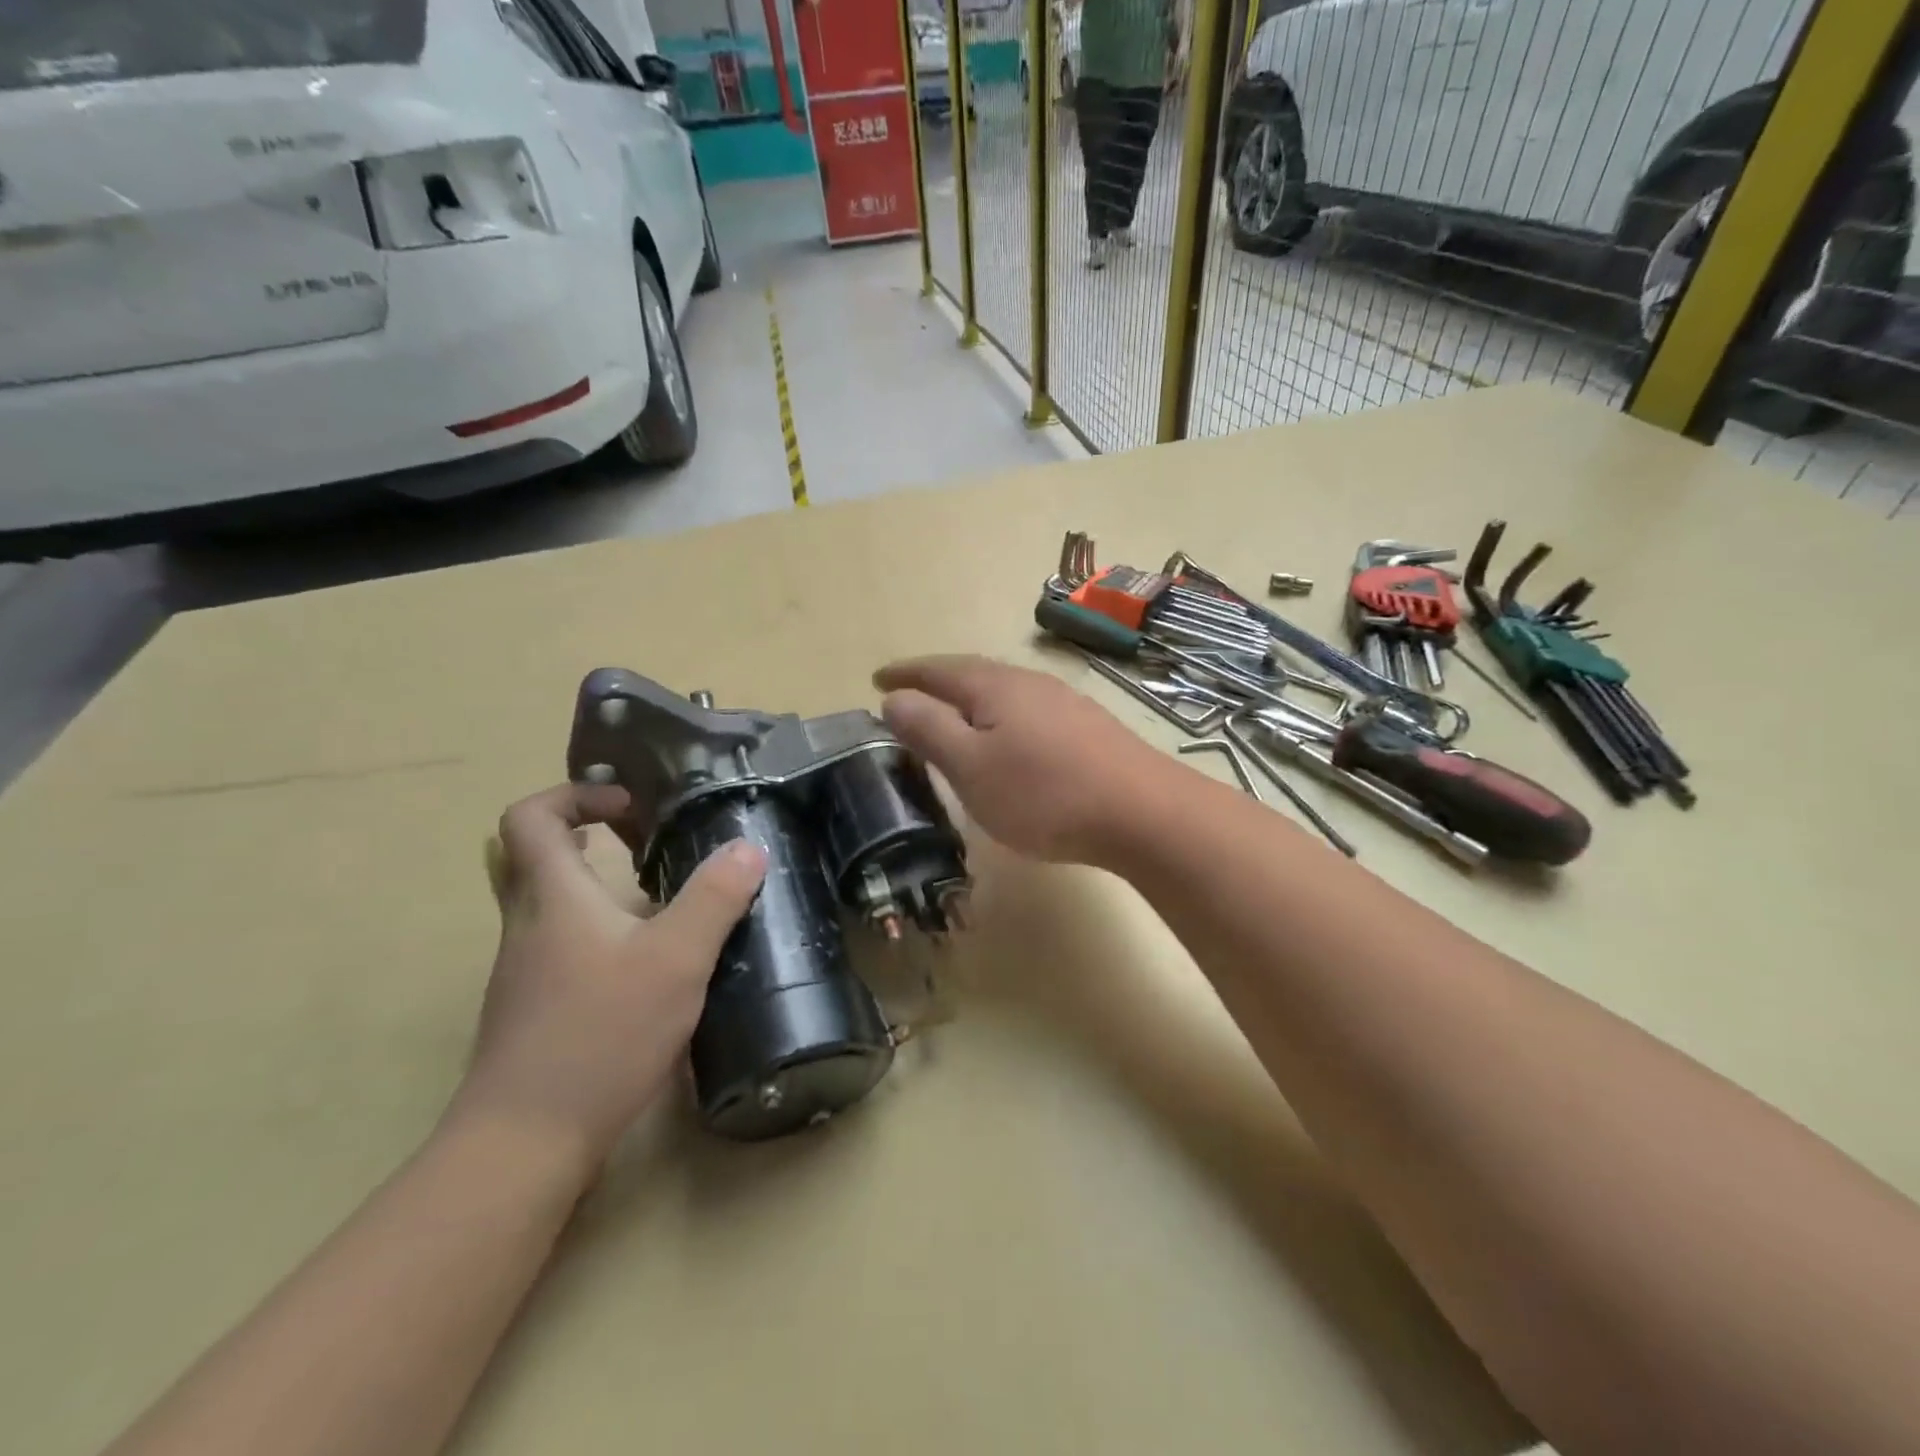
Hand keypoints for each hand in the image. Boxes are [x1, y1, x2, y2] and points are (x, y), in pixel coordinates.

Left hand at [451, 783, 765, 1172]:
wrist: (525, 1143)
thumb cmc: (601, 1034)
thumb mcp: (677, 959)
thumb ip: (715, 898)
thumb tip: (747, 848)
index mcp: (553, 897)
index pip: (531, 817)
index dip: (575, 795)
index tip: (630, 807)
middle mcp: (528, 925)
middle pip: (537, 857)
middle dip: (590, 836)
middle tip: (646, 840)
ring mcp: (526, 971)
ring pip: (553, 905)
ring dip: (600, 887)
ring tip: (665, 900)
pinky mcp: (535, 1009)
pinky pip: (564, 946)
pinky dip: (602, 932)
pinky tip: (651, 964)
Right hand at [874, 655, 1162, 864]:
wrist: (1143, 812)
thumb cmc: (1043, 793)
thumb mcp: (971, 767)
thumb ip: (929, 730)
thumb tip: (894, 698)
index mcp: (994, 687)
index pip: (938, 670)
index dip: (905, 674)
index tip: (877, 680)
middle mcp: (1030, 683)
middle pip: (973, 674)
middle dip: (938, 683)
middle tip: (910, 696)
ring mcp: (1064, 703)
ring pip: (1004, 693)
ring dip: (971, 702)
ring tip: (953, 718)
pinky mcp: (1088, 728)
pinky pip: (1028, 713)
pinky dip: (1001, 720)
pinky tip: (1009, 741)